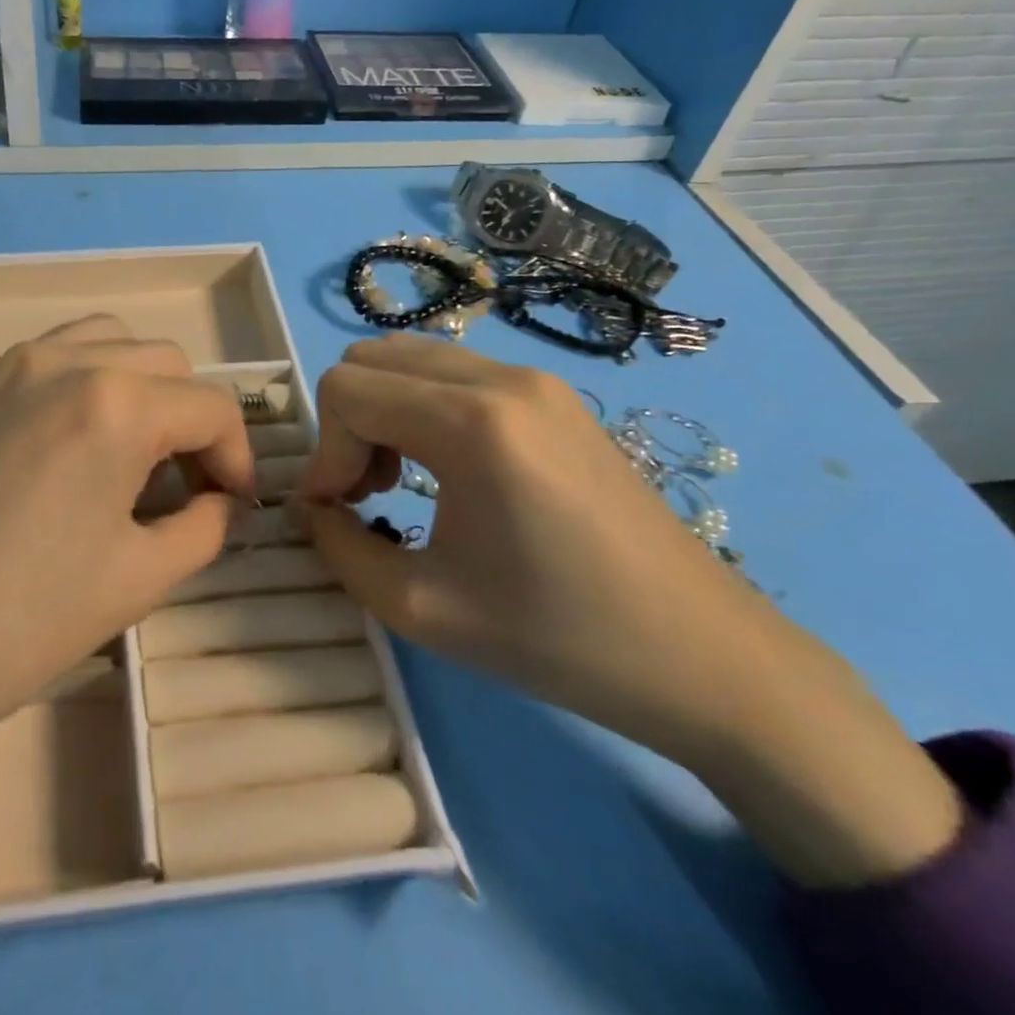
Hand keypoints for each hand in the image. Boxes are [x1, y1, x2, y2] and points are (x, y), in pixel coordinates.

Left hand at [0, 316, 253, 773]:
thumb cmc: (16, 625)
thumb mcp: (137, 582)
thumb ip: (203, 528)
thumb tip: (222, 502)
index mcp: (114, 403)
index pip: (211, 407)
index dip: (237, 457)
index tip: (233, 506)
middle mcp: (61, 362)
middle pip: (163, 362)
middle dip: (190, 419)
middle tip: (183, 486)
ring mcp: (2, 368)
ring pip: (102, 342)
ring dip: (136, 387)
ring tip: (128, 453)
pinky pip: (44, 362)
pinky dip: (79, 385)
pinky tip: (62, 451)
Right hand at [297, 334, 960, 887]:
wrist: (704, 657)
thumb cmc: (558, 639)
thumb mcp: (422, 608)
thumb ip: (338, 548)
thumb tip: (310, 507)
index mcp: (473, 422)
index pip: (346, 391)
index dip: (324, 454)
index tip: (337, 513)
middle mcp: (502, 378)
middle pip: (370, 358)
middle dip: (348, 424)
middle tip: (366, 493)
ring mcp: (535, 379)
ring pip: (410, 357)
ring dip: (382, 410)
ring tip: (399, 481)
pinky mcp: (555, 395)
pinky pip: (454, 372)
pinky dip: (420, 406)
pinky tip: (444, 470)